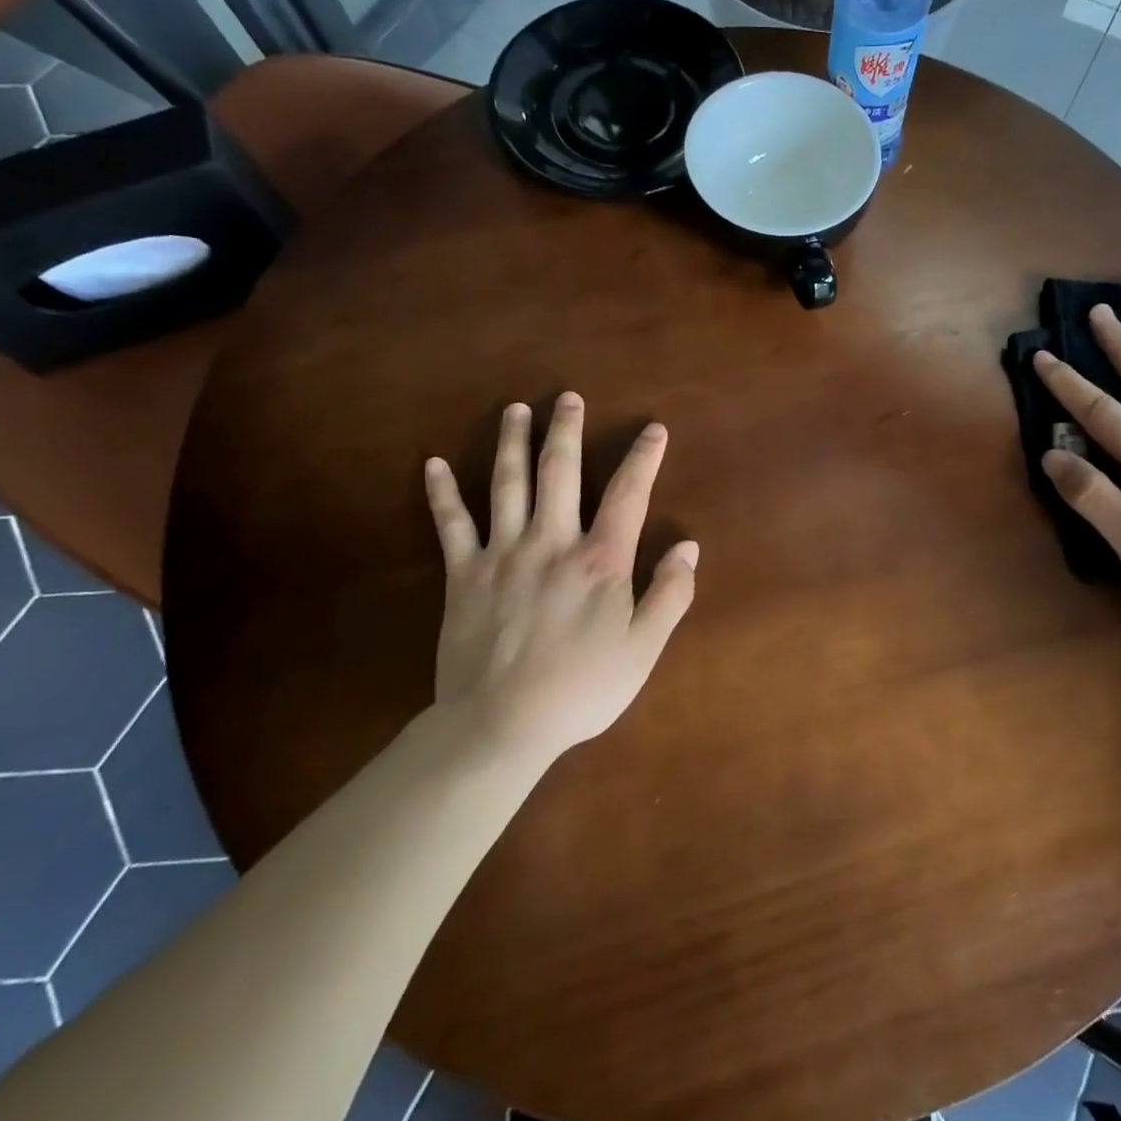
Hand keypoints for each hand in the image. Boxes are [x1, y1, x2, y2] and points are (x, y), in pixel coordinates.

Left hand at [422, 392, 698, 763]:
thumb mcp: (643, 649)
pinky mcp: (464, 574)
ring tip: (516, 410)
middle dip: (566, 431)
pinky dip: (441, 493)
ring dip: (512, 443)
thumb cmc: (581, 689)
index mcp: (600, 561)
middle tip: (568, 397)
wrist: (501, 724)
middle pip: (560, 472)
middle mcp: (552, 542)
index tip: (653, 429)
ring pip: (507, 485)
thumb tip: (688, 547)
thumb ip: (670, 595)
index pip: (628, 495)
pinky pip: (451, 524)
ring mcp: (503, 554)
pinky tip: (432, 464)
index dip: (643, 458)